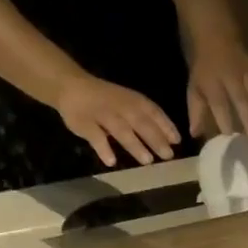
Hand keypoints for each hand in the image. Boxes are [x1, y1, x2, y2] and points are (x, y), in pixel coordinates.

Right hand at [53, 71, 180, 167]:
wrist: (70, 86)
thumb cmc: (107, 99)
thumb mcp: (129, 103)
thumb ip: (148, 119)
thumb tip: (172, 140)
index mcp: (132, 100)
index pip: (152, 111)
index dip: (165, 125)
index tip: (177, 141)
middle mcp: (119, 105)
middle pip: (139, 122)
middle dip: (155, 138)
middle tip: (168, 156)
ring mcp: (100, 113)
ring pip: (120, 129)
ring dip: (134, 144)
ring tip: (148, 161)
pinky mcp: (83, 122)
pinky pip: (94, 136)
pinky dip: (103, 148)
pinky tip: (111, 162)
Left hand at [187, 37, 247, 139]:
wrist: (216, 36)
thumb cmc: (204, 68)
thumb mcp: (195, 87)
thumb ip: (196, 110)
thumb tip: (195, 134)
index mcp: (213, 82)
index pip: (218, 102)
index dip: (223, 118)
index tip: (229, 135)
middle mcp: (232, 78)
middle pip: (241, 98)